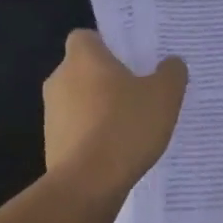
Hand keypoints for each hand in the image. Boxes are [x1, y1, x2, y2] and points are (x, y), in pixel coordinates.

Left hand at [44, 30, 187, 193]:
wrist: (87, 184)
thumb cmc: (125, 127)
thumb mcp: (164, 95)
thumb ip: (171, 73)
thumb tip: (171, 63)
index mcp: (83, 58)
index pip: (86, 37)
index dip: (106, 45)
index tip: (129, 60)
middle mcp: (60, 79)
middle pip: (83, 69)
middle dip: (106, 79)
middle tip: (137, 92)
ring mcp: (51, 113)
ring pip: (78, 101)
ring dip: (98, 109)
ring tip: (130, 127)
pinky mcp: (51, 144)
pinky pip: (75, 130)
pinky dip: (91, 136)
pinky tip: (116, 152)